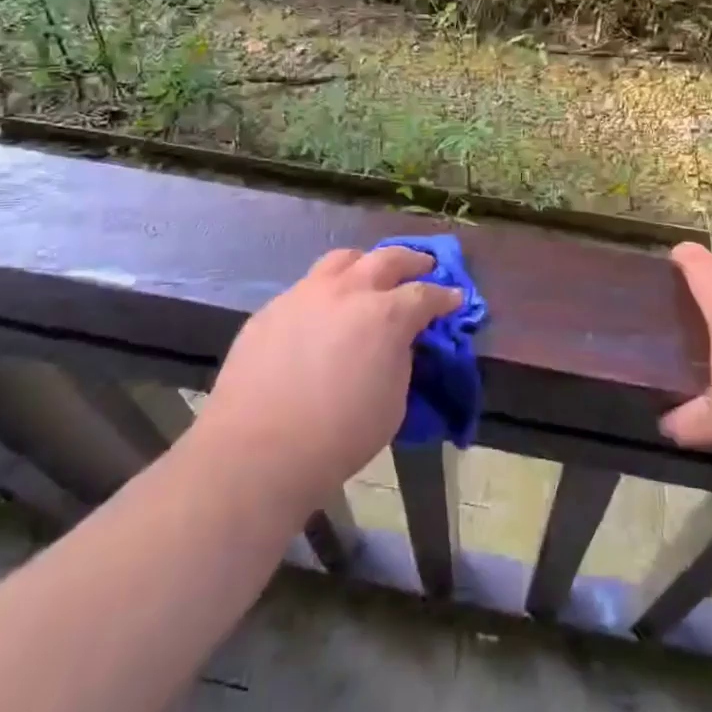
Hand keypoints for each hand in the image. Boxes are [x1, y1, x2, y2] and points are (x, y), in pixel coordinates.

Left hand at [185, 246, 460, 517]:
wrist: (256, 452)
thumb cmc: (338, 437)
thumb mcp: (393, 402)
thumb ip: (400, 360)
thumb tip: (397, 343)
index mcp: (385, 314)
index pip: (425, 295)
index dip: (445, 296)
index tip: (455, 298)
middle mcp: (347, 291)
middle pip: (387, 258)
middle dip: (412, 261)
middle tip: (424, 266)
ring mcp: (305, 294)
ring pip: (342, 260)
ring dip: (365, 264)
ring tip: (370, 275)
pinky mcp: (272, 309)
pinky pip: (306, 288)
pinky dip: (325, 292)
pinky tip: (323, 313)